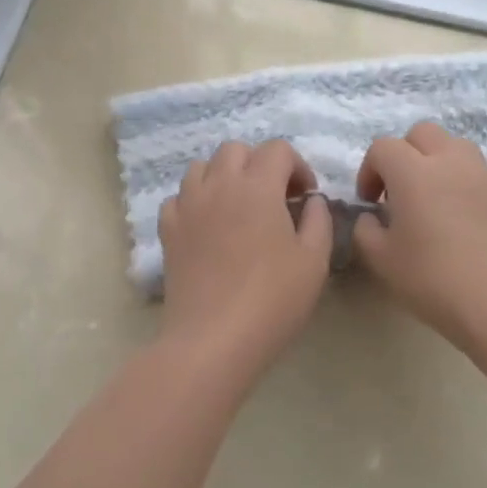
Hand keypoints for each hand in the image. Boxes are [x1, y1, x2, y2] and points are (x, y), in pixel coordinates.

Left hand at [157, 140, 332, 377]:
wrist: (214, 338)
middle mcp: (218, 185)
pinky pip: (179, 198)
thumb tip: (311, 201)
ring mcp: (188, 206)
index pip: (277, 150)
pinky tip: (208, 226)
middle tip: (274, 198)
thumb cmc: (272, 299)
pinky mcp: (168, 230)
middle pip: (236, 150)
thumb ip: (318, 221)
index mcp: (258, 186)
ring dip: (224, 176)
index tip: (305, 196)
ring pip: (202, 167)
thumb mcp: (314, 261)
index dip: (297, 166)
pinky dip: (195, 201)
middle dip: (259, 164)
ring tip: (238, 207)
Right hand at [352, 122, 486, 355]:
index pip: (383, 148)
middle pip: (422, 133)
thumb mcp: (380, 260)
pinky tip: (462, 218)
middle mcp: (450, 162)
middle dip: (404, 154)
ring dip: (437, 162)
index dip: (370, 170)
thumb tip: (372, 217)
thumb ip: (365, 230)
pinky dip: (463, 182)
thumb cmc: (432, 279)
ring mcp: (484, 175)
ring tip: (433, 198)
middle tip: (399, 191)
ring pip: (455, 146)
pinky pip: (479, 172)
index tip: (370, 201)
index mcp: (413, 172)